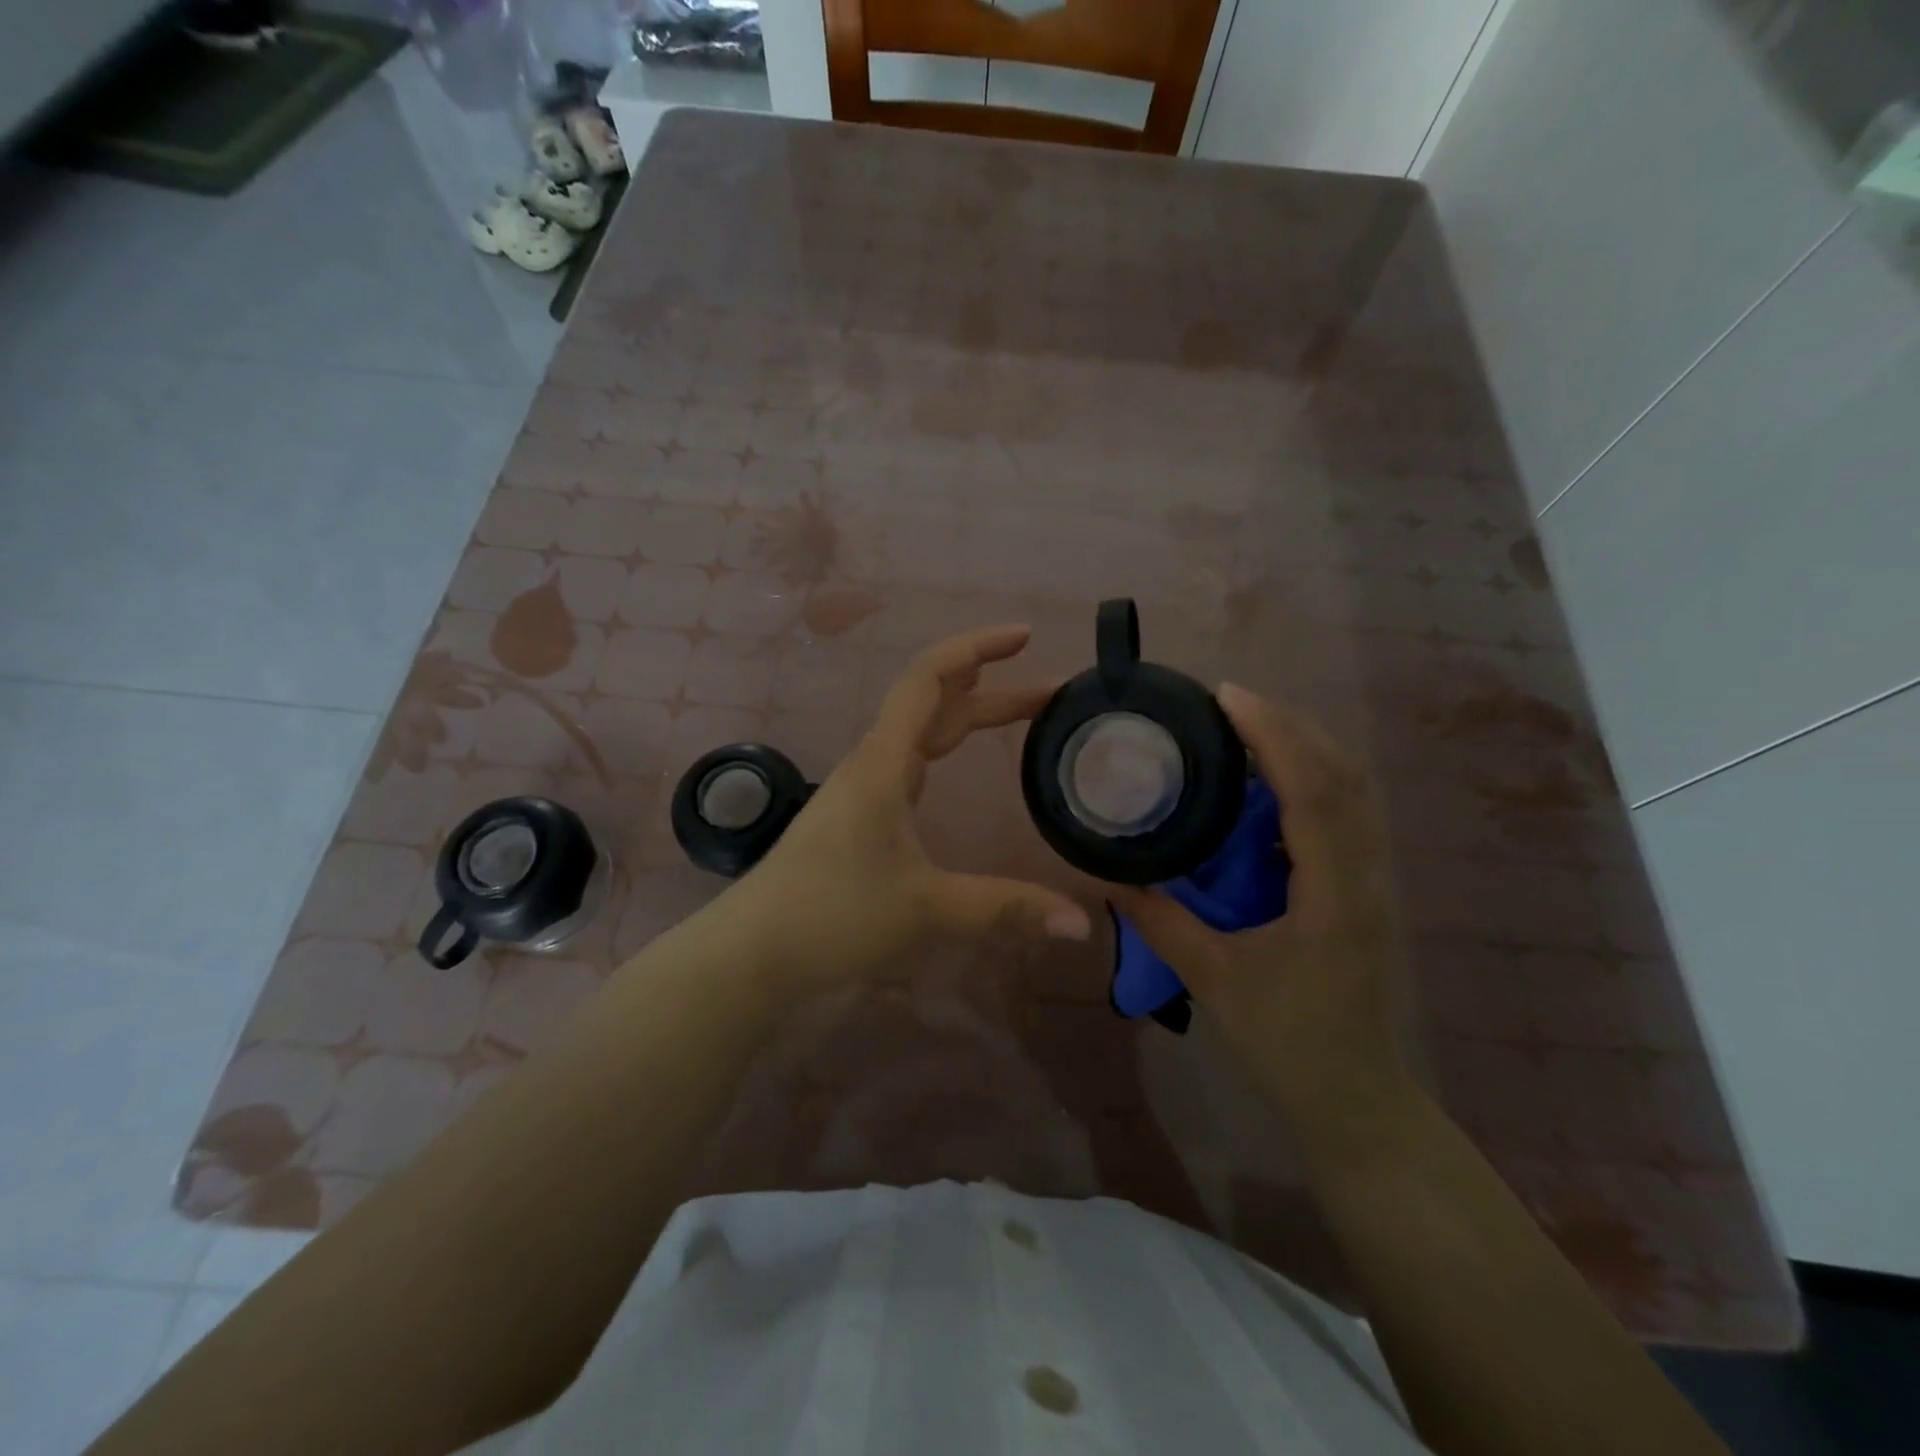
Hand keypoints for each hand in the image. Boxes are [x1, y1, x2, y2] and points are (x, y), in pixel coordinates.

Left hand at [724, 624, 1091, 996]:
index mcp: (884, 763)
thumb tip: (1082, 924)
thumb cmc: (833, 916)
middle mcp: (872, 763)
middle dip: (992, 688)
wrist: (753, 951)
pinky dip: (944, 747)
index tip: (1024, 637)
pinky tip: (954, 764)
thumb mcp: (927, 910)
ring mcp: (861, 787)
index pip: (930, 679)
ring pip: (921, 732)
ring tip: (1018, 715)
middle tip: (1049, 692)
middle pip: (934, 702)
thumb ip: (1005, 908)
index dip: (977, 648)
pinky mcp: (856, 814)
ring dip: (968, 715)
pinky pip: (908, 761)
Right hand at [1110, 685, 1409, 1133]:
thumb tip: (1108, 876)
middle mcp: (1364, 873)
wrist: (1355, 1094)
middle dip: (1288, 725)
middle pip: (1342, 774)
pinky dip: (1310, 776)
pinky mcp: (1361, 887)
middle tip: (1227, 702)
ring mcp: (1371, 879)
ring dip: (1303, 745)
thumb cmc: (1288, 1040)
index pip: (1312, 791)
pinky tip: (1267, 780)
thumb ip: (1160, 923)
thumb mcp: (1214, 981)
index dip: (1273, 735)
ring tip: (1245, 725)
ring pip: (1351, 789)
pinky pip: (1344, 811)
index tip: (1227, 697)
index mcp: (1333, 893)